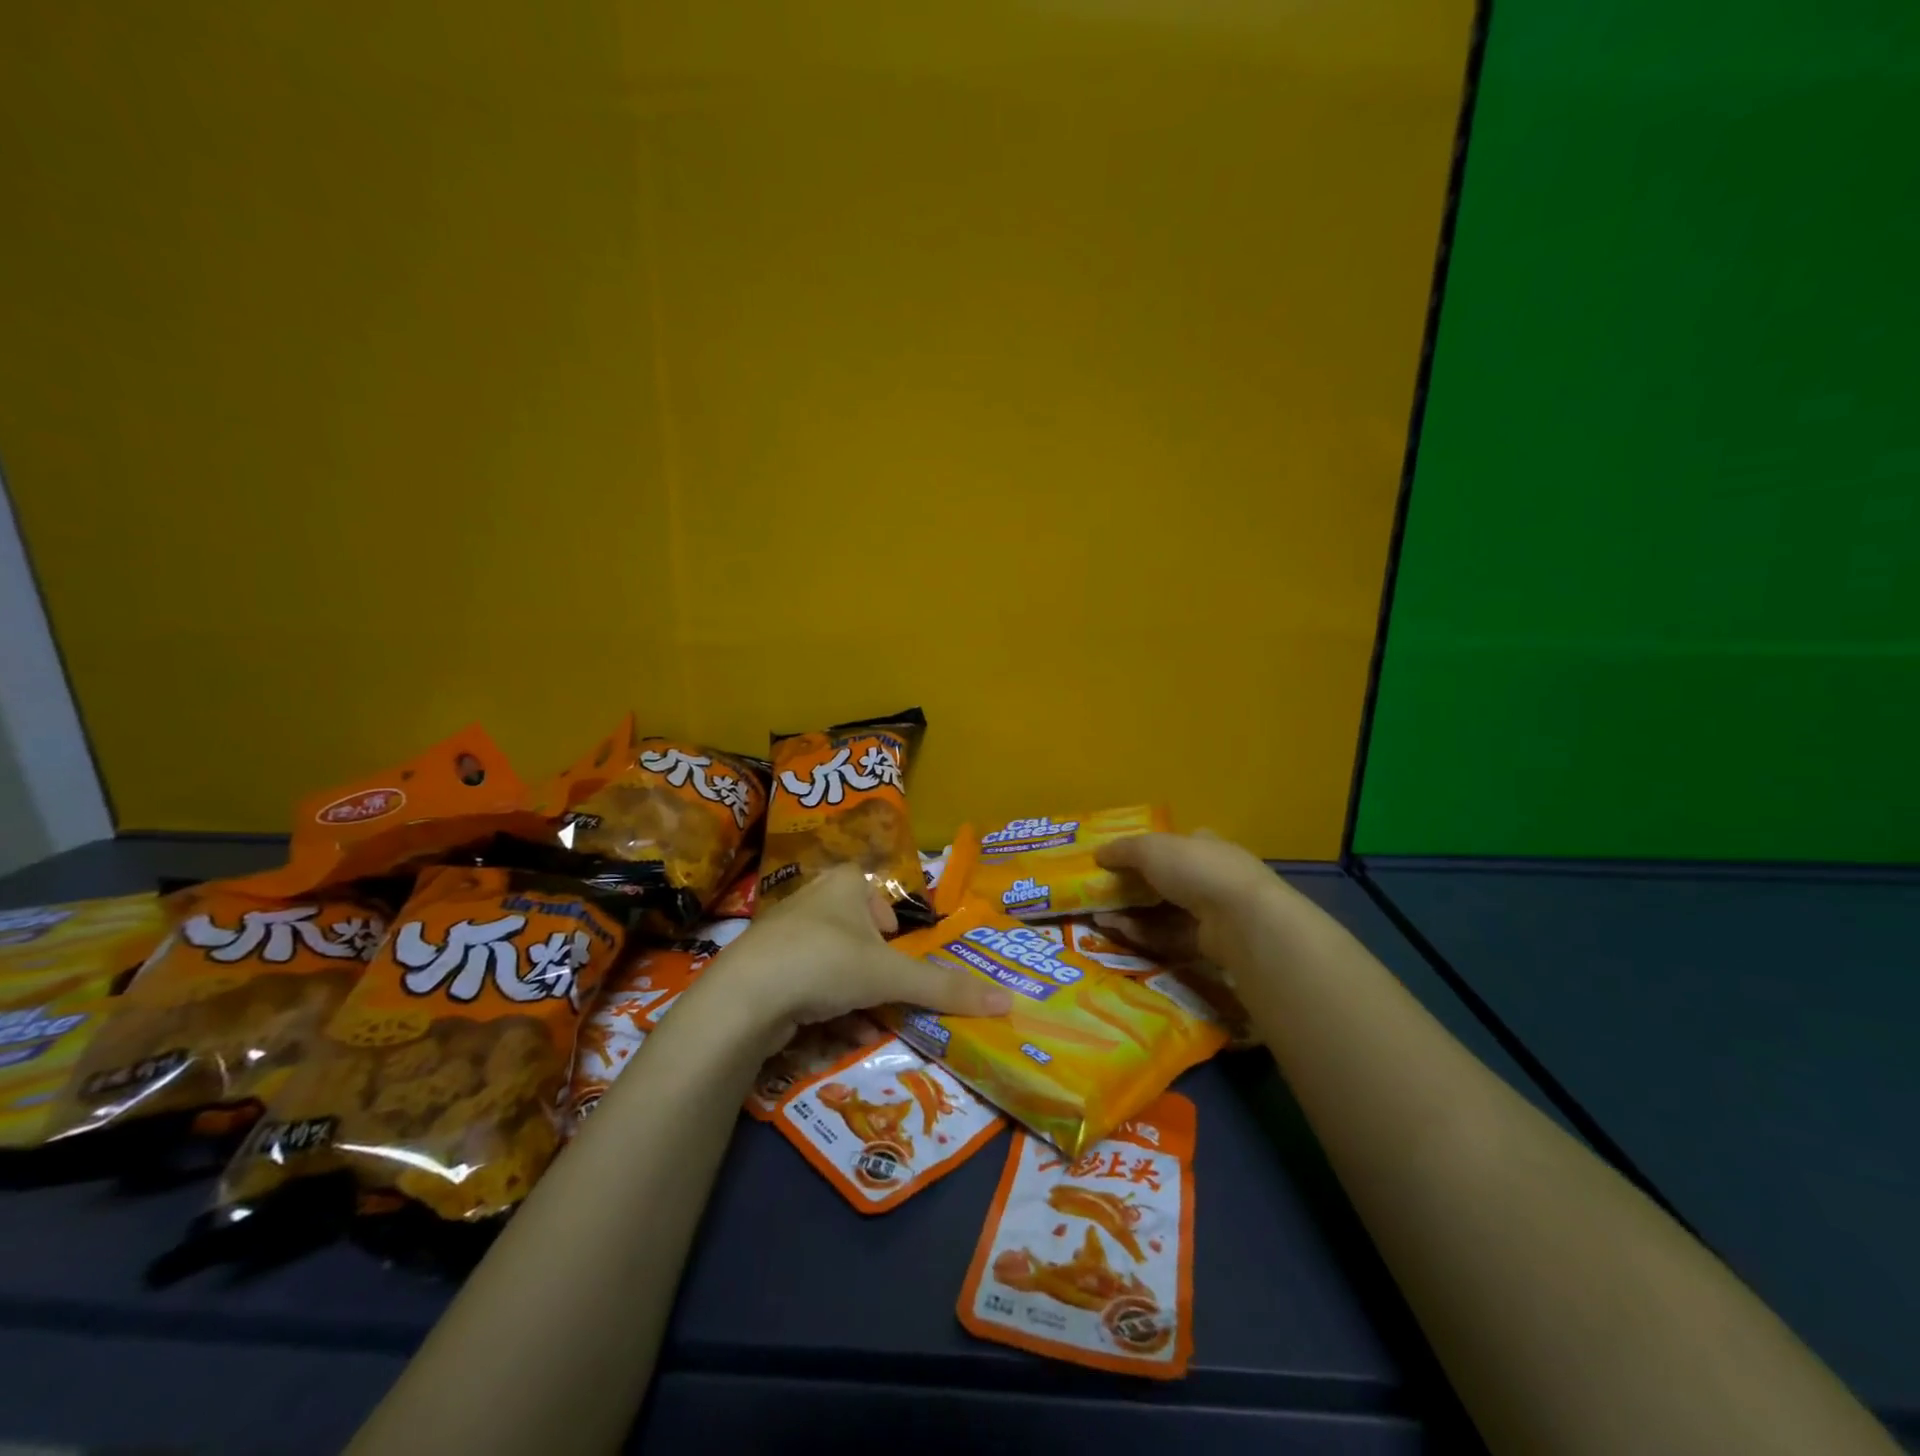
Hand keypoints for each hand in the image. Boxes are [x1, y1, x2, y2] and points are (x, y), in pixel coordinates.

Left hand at [706, 865, 1011, 1048]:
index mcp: (844, 883)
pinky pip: (806, 981)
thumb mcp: (891, 975)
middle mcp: (813, 899)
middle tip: (884, 995)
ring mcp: (784, 933)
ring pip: (832, 962)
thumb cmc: (826, 963)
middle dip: (873, 970)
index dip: (891, 929)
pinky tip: (830, 1030)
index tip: (896, 959)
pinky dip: (823, 1005)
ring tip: (859, 1020)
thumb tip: (1008, 1000)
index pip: (879, 895)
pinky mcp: (764, 966)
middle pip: (858, 934)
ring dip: (851, 994)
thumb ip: (945, 988)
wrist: (744, 998)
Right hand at [1092, 830, 1291, 968]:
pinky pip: (1170, 936)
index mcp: (1204, 845)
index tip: (1116, 863)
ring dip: (1131, 913)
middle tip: (1100, 895)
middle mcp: (1212, 876)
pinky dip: (1144, 933)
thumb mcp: (1150, 848)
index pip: (1174, 845)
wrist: (1240, 919)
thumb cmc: (1196, 869)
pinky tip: (1118, 932)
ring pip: (1164, 911)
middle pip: (1165, 881)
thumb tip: (1098, 854)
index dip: (1145, 852)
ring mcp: (1214, 912)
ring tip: (1098, 918)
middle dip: (1131, 888)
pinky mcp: (1211, 943)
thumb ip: (1122, 850)